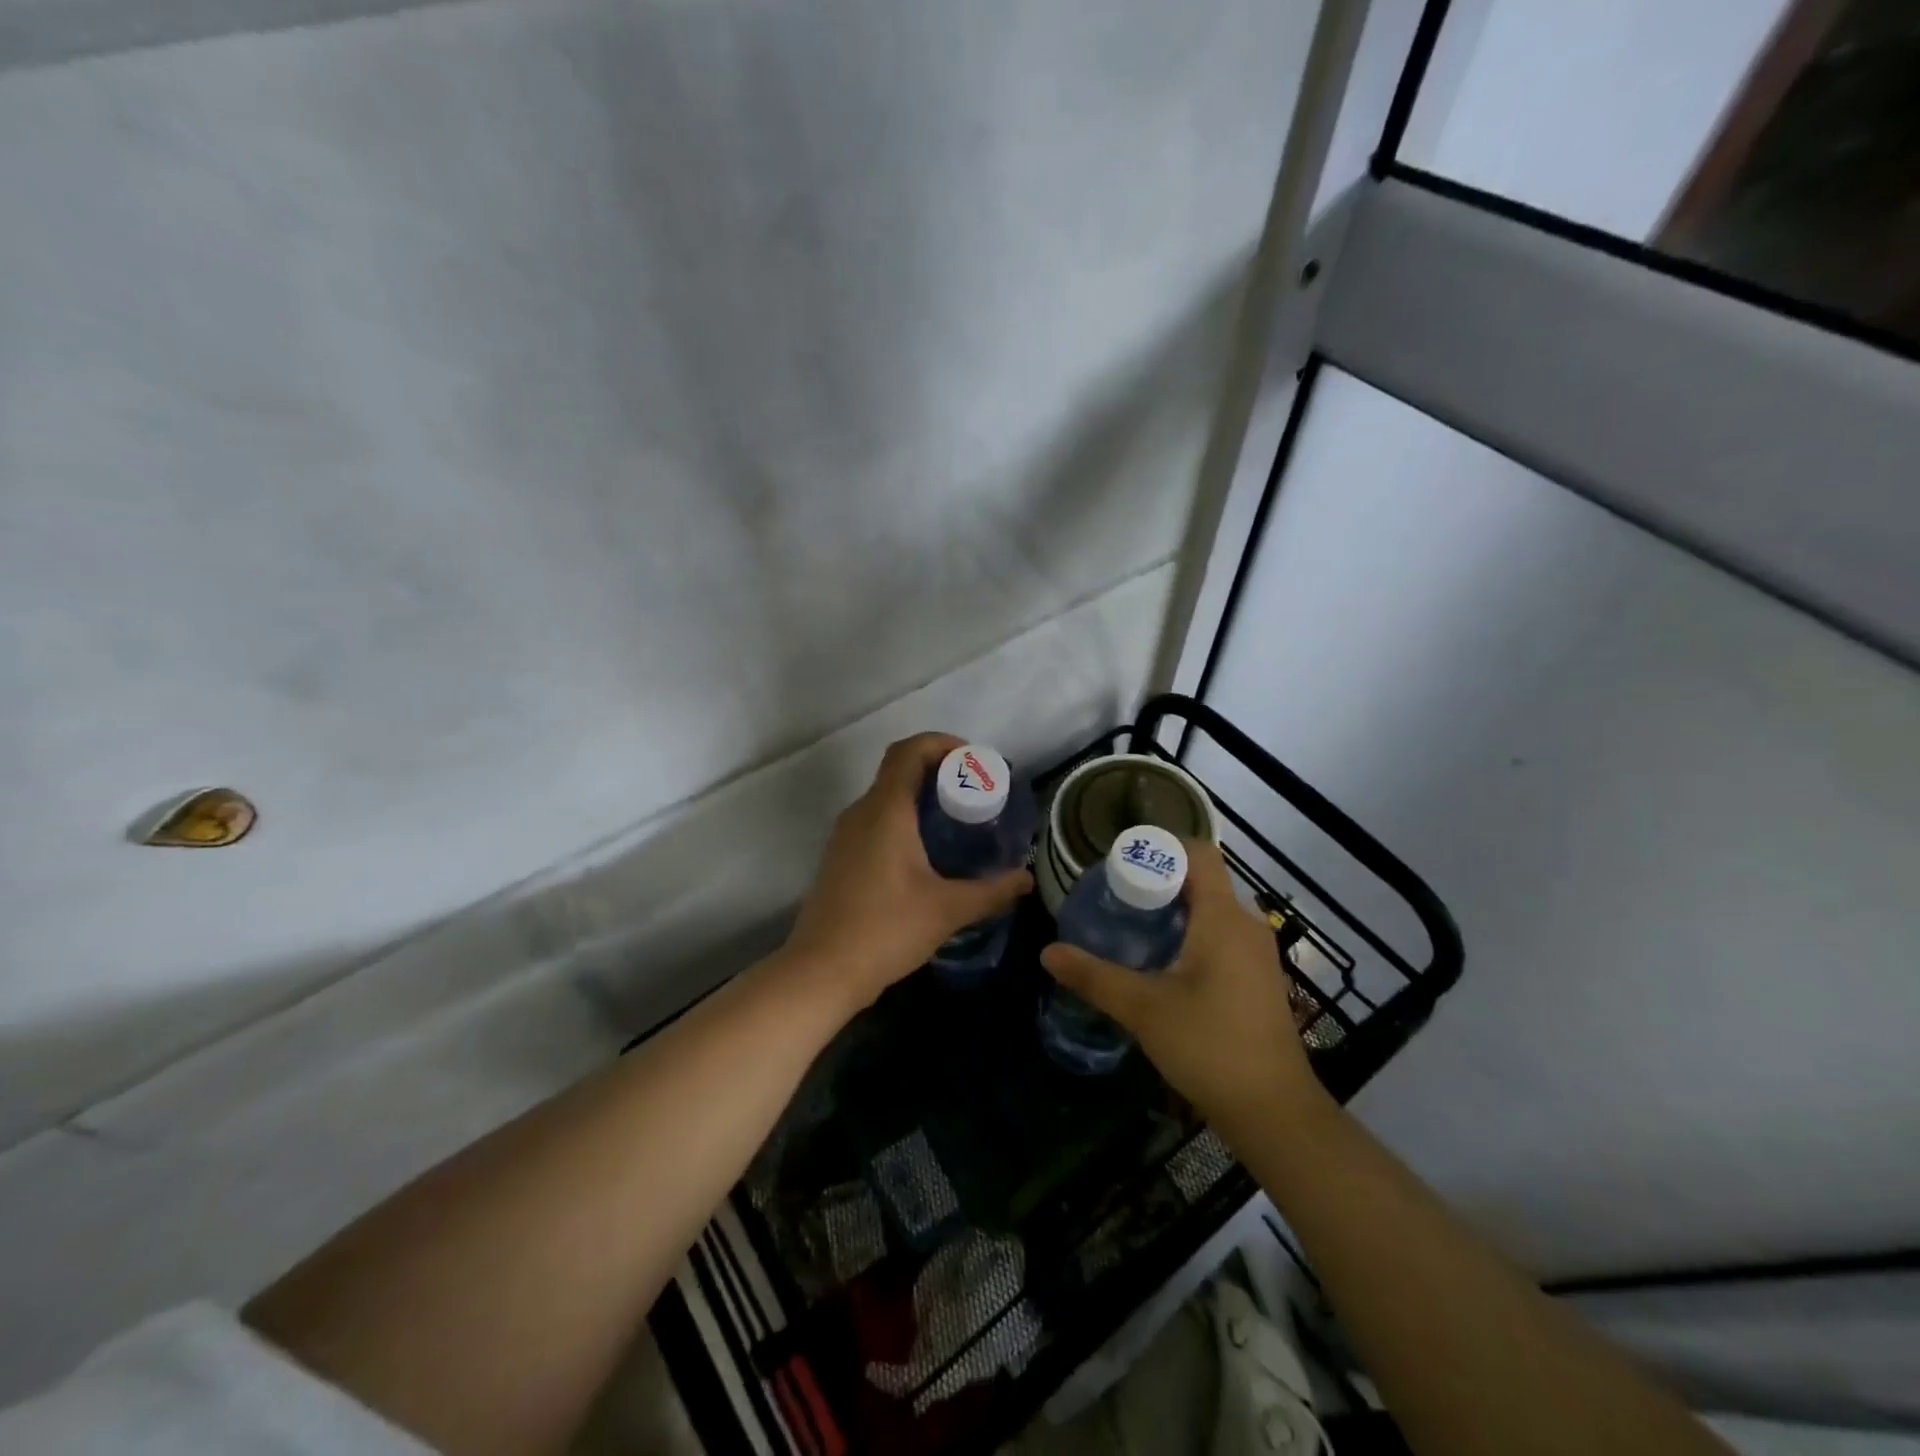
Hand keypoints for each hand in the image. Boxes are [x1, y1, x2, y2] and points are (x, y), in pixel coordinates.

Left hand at [782, 733, 1032, 1013]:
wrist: (820, 972)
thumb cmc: (885, 930)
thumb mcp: (947, 910)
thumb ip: (992, 891)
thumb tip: (1026, 879)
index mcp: (885, 811)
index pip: (909, 751)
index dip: (942, 743)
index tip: (973, 760)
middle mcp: (861, 813)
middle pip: (898, 770)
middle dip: (938, 772)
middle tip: (975, 794)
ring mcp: (844, 836)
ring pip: (886, 797)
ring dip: (920, 798)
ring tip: (957, 823)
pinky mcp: (840, 858)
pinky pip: (875, 821)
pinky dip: (903, 820)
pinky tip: (927, 855)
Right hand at [1040, 841, 1322, 1125]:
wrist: (1274, 1112)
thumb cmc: (1210, 1046)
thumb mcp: (1143, 1008)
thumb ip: (1093, 976)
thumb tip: (1048, 952)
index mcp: (1223, 918)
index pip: (1198, 854)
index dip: (1160, 847)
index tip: (1121, 862)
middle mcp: (1246, 925)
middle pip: (1201, 880)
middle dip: (1158, 881)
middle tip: (1115, 895)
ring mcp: (1257, 953)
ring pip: (1211, 910)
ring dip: (1173, 909)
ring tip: (1130, 925)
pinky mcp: (1258, 978)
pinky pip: (1221, 934)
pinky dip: (1190, 932)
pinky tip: (1161, 961)